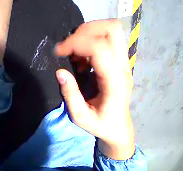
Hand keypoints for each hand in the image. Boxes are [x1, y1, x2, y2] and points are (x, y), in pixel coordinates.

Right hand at [55, 19, 134, 159]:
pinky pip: (107, 43)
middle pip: (111, 29)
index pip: (99, 48)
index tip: (58, 52)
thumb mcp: (80, 116)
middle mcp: (123, 68)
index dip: (76, 43)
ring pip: (111, 32)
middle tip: (67, 47)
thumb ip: (70, 95)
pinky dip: (90, 45)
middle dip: (84, 31)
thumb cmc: (99, 125)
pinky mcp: (119, 66)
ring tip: (72, 54)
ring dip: (88, 36)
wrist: (117, 128)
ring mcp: (124, 65)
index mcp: (115, 82)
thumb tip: (59, 72)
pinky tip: (80, 62)